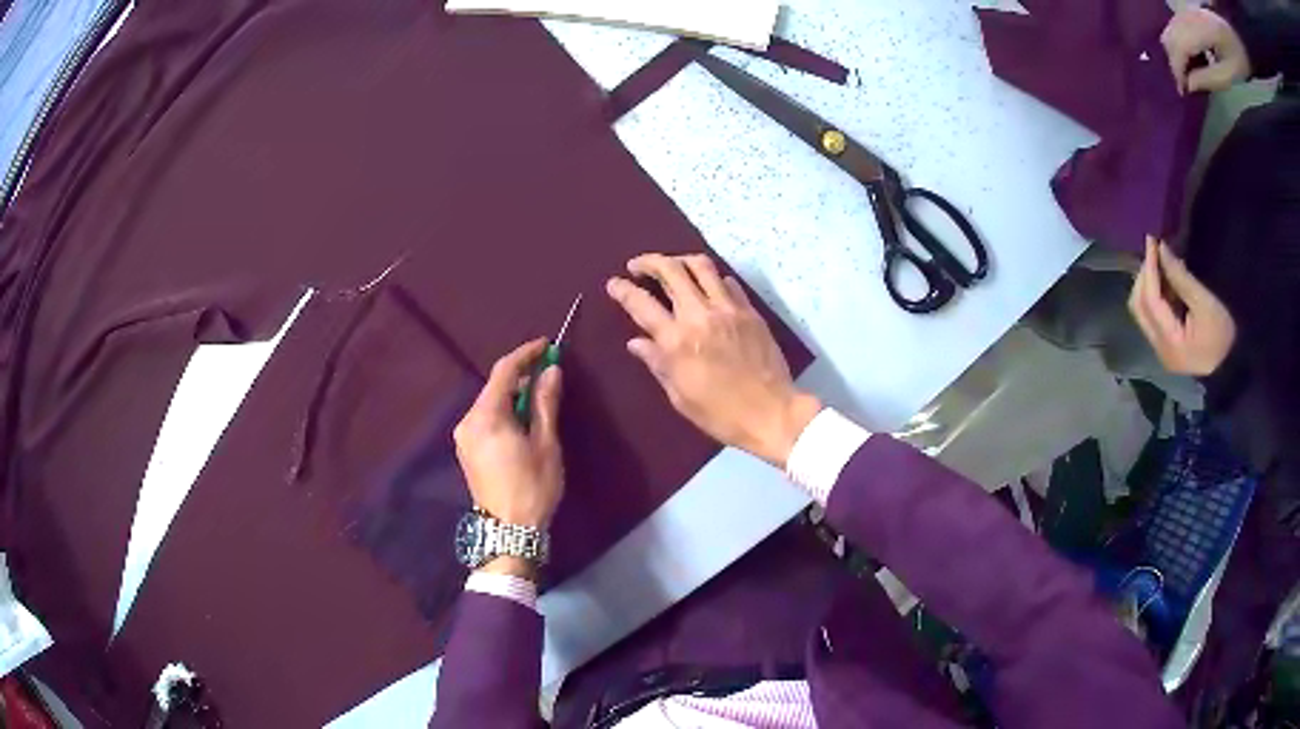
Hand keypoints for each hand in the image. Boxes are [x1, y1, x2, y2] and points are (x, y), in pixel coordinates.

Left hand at [454, 339, 564, 529]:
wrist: (509, 530)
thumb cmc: (532, 486)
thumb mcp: (545, 443)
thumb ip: (545, 403)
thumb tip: (551, 370)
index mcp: (487, 416)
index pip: (504, 371)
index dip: (526, 354)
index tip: (547, 345)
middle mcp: (468, 421)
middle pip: (494, 386)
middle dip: (521, 375)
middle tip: (549, 372)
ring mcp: (464, 436)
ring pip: (489, 403)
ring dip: (513, 395)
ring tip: (540, 397)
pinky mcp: (466, 450)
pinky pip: (485, 418)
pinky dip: (504, 411)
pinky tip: (522, 420)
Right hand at [606, 254, 820, 465]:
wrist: (772, 413)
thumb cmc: (721, 414)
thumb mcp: (680, 396)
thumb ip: (657, 363)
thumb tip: (636, 342)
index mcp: (677, 341)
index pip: (642, 304)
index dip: (623, 289)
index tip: (613, 283)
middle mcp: (699, 316)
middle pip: (670, 271)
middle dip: (649, 262)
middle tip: (638, 266)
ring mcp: (728, 309)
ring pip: (701, 266)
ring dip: (681, 260)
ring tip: (672, 266)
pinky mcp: (750, 311)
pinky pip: (728, 282)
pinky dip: (713, 278)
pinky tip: (709, 287)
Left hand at [1128, 237, 1235, 375]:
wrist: (1233, 364)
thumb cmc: (1223, 334)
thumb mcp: (1205, 302)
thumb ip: (1181, 277)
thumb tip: (1161, 249)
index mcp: (1170, 343)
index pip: (1150, 300)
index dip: (1149, 268)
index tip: (1151, 240)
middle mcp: (1160, 350)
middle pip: (1139, 307)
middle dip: (1144, 276)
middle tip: (1154, 252)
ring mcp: (1162, 351)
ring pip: (1143, 311)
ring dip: (1148, 285)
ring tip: (1159, 262)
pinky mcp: (1167, 348)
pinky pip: (1152, 317)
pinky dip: (1155, 295)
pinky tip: (1165, 279)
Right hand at [1161, 7, 1250, 93]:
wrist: (1232, 38)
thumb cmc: (1238, 58)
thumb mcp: (1232, 74)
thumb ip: (1211, 79)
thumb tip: (1191, 85)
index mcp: (1199, 30)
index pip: (1179, 47)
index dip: (1177, 70)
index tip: (1183, 93)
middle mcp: (1188, 16)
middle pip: (1170, 35)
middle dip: (1174, 61)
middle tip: (1186, 86)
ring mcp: (1188, 12)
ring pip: (1171, 29)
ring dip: (1176, 52)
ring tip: (1190, 74)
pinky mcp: (1191, 14)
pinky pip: (1178, 26)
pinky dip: (1180, 43)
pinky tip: (1194, 58)